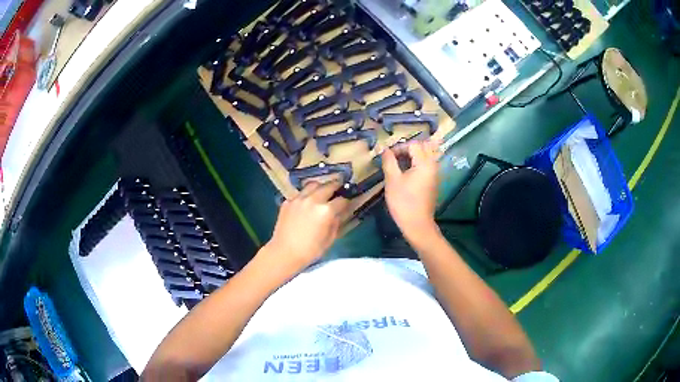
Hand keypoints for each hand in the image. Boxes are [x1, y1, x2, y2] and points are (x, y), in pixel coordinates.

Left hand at [263, 181, 348, 274]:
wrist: (284, 253)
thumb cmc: (310, 250)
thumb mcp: (330, 239)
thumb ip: (337, 222)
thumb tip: (340, 213)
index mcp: (326, 211)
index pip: (342, 200)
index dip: (347, 201)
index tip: (349, 202)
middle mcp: (313, 199)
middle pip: (328, 186)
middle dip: (336, 186)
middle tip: (339, 188)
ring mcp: (299, 198)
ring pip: (313, 184)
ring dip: (321, 186)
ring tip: (323, 190)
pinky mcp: (288, 201)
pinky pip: (300, 193)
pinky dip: (306, 194)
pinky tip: (307, 201)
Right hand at [382, 140, 440, 243]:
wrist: (417, 224)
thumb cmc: (403, 202)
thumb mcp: (392, 180)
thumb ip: (389, 161)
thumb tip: (385, 149)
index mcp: (425, 163)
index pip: (413, 145)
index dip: (399, 147)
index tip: (388, 157)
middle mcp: (433, 165)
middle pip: (423, 147)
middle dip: (408, 149)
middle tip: (395, 158)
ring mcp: (435, 174)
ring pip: (426, 156)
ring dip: (413, 156)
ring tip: (400, 165)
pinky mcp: (434, 182)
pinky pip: (427, 165)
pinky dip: (418, 164)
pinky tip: (407, 173)